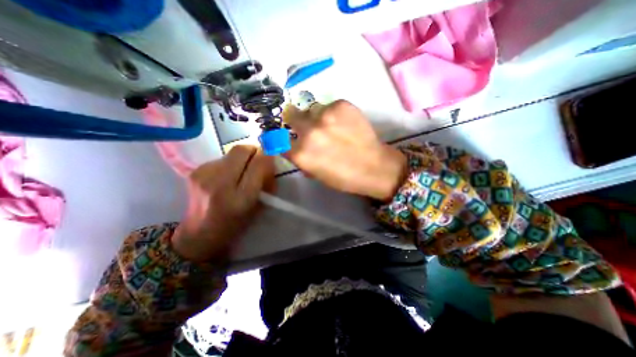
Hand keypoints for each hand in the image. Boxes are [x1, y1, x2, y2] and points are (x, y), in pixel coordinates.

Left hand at [173, 146, 274, 261]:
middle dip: (254, 151)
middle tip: (259, 159)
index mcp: (240, 199)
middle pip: (241, 150)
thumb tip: (270, 162)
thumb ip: (266, 184)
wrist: (199, 234)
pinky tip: (228, 175)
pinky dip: (230, 163)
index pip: (258, 165)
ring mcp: (204, 176)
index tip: (272, 157)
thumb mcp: (258, 208)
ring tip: (242, 171)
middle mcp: (220, 184)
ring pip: (231, 152)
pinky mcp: (195, 171)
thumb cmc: (234, 225)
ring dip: (242, 158)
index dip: (268, 157)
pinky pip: (221, 158)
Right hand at [284, 100, 406, 200]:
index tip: (291, 138)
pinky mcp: (341, 105)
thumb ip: (302, 158)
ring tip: (331, 126)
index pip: (280, 140)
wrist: (375, 167)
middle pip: (291, 115)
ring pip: (312, 109)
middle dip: (296, 121)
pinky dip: (333, 113)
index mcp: (301, 154)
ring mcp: (325, 116)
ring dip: (317, 117)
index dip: (286, 139)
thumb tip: (295, 146)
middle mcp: (308, 132)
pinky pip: (330, 105)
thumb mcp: (316, 174)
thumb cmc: (344, 177)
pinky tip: (344, 123)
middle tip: (307, 126)